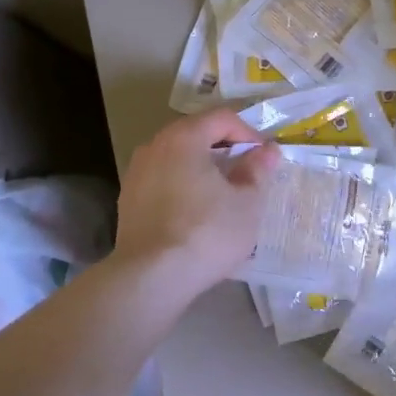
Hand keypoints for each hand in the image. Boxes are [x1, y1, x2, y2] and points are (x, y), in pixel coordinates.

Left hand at [112, 109, 280, 301]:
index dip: (248, 132)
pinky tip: (196, 214)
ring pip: (177, 158)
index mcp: (184, 138)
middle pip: (196, 134)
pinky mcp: (128, 201)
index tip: (263, 158)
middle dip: (224, 149)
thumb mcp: (247, 203)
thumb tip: (267, 150)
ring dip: (202, 168)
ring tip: (222, 195)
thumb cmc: (207, 232)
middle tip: (246, 174)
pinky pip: (163, 181)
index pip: (222, 118)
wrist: (151, 277)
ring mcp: (136, 173)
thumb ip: (257, 170)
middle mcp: (155, 146)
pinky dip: (182, 187)